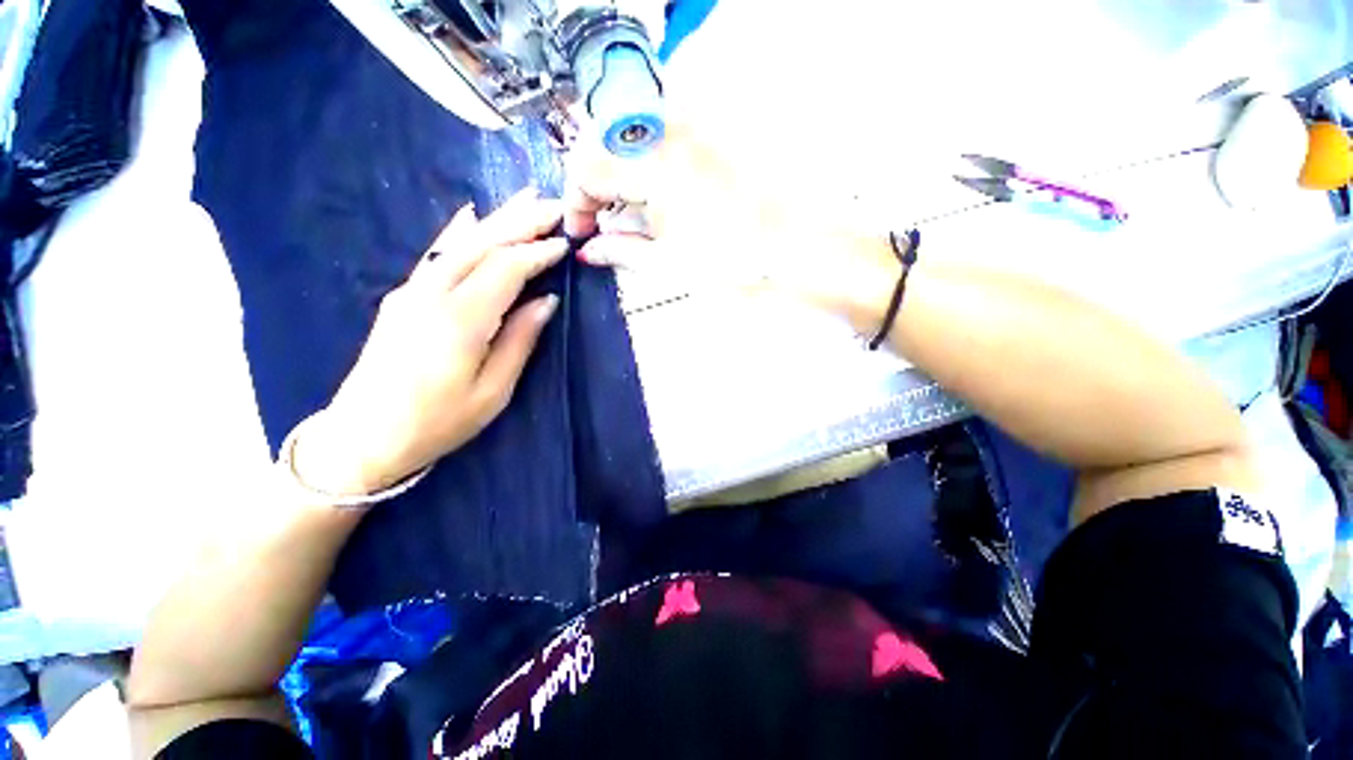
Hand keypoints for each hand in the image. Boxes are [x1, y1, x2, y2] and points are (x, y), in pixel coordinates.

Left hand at [293, 191, 567, 495]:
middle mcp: (432, 294)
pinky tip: (471, 216)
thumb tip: (546, 302)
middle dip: (520, 221)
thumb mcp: (493, 391)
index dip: (537, 253)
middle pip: (482, 244)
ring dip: (495, 220)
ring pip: (459, 243)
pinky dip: (459, 232)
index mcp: (461, 320)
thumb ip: (520, 341)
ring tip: (524, 200)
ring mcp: (411, 291)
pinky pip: (437, 254)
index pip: (506, 269)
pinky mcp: (402, 297)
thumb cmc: (438, 422)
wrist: (363, 437)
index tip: (564, 244)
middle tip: (552, 204)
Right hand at [563, 122, 899, 326]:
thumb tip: (590, 250)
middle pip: (605, 149)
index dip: (575, 201)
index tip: (580, 231)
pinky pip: (659, 146)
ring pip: (631, 145)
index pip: (587, 167)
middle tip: (600, 224)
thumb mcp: (667, 263)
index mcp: (652, 163)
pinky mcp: (709, 138)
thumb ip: (620, 251)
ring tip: (627, 218)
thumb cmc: (732, 261)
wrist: (793, 249)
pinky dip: (644, 172)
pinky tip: (652, 202)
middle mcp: (668, 133)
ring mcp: (692, 130)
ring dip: (618, 180)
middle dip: (594, 188)